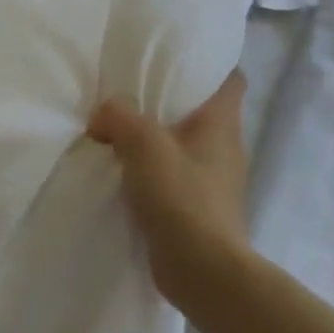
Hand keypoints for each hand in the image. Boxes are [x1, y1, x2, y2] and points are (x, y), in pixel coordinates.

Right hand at [89, 72, 250, 298]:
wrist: (204, 272)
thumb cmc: (182, 197)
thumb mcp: (143, 144)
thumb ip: (118, 117)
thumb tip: (102, 114)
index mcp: (222, 123)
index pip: (231, 80)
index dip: (210, 65)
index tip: (179, 59)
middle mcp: (226, 147)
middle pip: (202, 111)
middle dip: (172, 102)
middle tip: (133, 92)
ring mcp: (215, 181)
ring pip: (186, 145)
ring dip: (159, 139)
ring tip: (121, 132)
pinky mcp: (200, 209)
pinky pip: (175, 176)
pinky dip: (154, 171)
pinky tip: (126, 173)